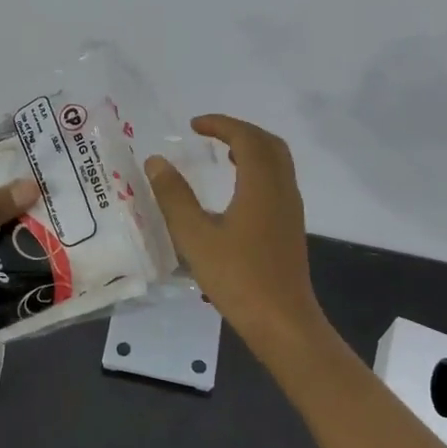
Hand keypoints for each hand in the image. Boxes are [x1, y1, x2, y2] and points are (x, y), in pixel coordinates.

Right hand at [142, 115, 322, 343]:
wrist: (283, 322)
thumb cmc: (238, 278)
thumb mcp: (196, 237)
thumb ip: (174, 197)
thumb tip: (156, 161)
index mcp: (261, 185)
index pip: (246, 138)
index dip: (221, 124)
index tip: (194, 125)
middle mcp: (282, 190)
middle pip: (268, 144)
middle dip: (239, 131)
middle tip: (210, 133)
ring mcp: (290, 209)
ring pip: (277, 162)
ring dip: (252, 149)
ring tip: (222, 154)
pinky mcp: (290, 227)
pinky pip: (278, 181)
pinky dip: (258, 170)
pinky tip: (237, 191)